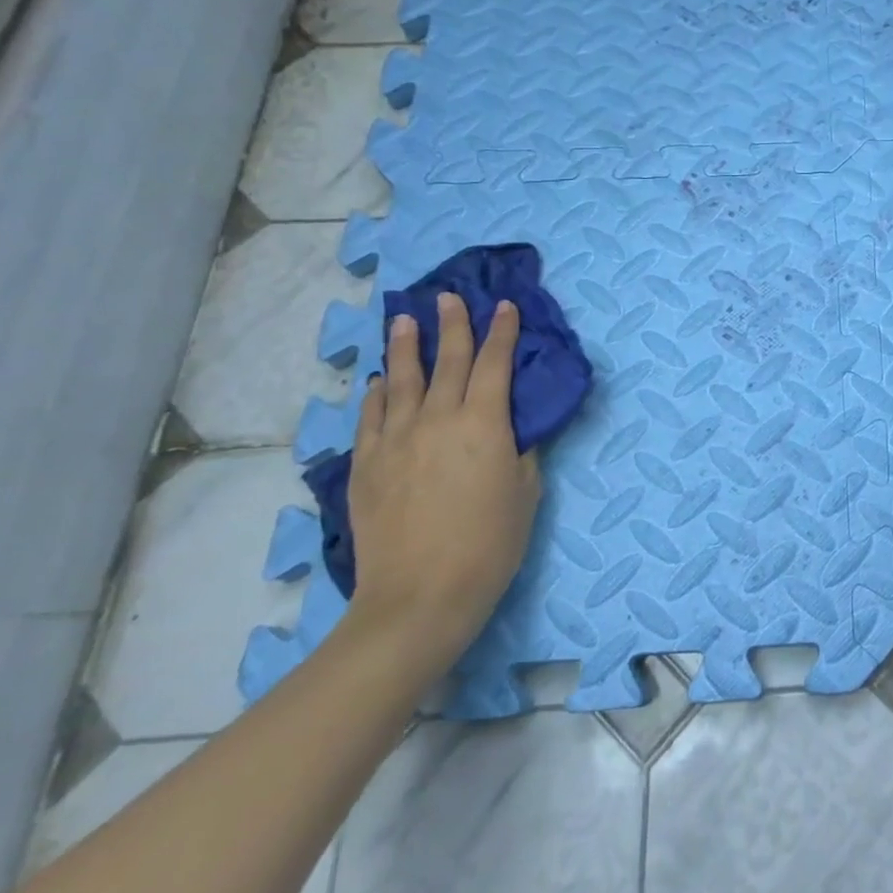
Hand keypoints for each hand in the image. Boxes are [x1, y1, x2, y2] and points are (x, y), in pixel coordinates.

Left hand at [344, 295, 540, 676]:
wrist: (420, 595)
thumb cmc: (491, 544)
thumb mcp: (525, 492)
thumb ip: (520, 451)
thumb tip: (512, 428)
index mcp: (484, 423)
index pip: (496, 364)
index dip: (503, 332)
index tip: (505, 306)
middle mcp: (438, 419)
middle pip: (448, 361)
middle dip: (453, 325)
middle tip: (450, 297)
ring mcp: (396, 439)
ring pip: (401, 379)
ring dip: (405, 346)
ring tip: (405, 319)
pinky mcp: (366, 464)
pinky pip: (370, 416)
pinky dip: (376, 393)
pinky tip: (378, 380)